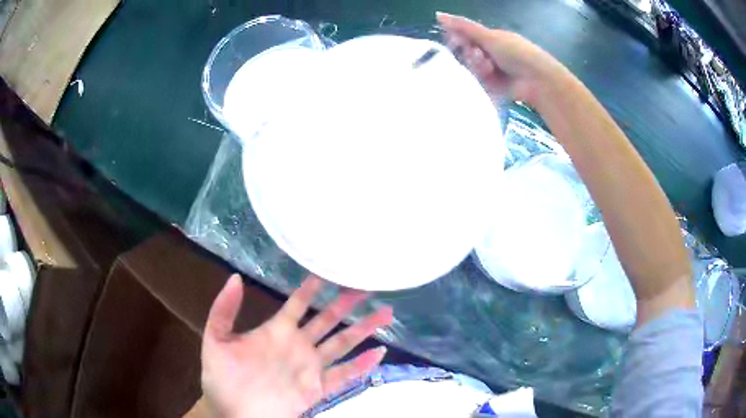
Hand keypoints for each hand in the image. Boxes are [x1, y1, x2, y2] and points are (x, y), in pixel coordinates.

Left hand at [201, 274, 393, 417]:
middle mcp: (299, 345)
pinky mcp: (317, 389)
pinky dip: (362, 366)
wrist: (233, 412)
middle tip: (367, 285)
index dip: (313, 286)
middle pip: (328, 319)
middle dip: (347, 303)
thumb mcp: (216, 339)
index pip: (298, 303)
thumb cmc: (222, 377)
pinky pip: (344, 376)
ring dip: (363, 329)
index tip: (330, 268)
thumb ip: (224, 309)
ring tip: (385, 312)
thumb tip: (236, 277)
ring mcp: (310, 367)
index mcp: (277, 331)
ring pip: (342, 343)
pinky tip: (379, 353)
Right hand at [436, 12, 566, 103]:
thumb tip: (438, 14)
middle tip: (478, 55)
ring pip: (471, 68)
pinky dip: (482, 79)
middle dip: (470, 54)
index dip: (458, 38)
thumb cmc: (515, 52)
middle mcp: (491, 53)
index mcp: (491, 38)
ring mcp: (492, 71)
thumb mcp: (489, 36)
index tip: (456, 40)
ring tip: (489, 68)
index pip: (466, 36)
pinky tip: (490, 78)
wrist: (536, 80)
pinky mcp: (493, 87)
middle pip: (467, 53)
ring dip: (477, 66)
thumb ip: (463, 26)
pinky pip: (478, 82)